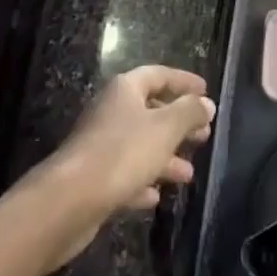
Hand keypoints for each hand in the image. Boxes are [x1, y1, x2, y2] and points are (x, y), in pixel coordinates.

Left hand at [26, 65, 214, 267]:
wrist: (69, 200)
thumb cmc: (121, 153)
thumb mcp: (164, 128)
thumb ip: (188, 113)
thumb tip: (207, 103)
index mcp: (125, 89)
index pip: (158, 74)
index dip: (183, 82)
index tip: (205, 90)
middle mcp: (111, 110)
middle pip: (150, 110)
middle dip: (178, 123)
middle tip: (204, 135)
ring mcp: (100, 144)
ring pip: (140, 144)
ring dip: (165, 157)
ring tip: (189, 173)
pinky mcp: (93, 177)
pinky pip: (124, 173)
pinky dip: (142, 181)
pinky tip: (156, 196)